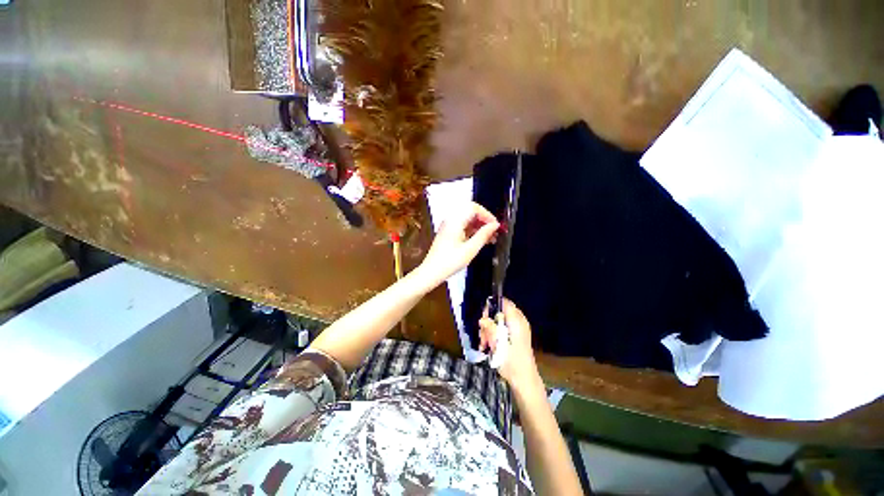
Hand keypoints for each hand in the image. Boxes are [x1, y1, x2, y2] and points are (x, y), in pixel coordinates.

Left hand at [418, 202, 499, 284]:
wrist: (431, 272)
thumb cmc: (450, 262)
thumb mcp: (470, 249)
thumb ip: (483, 235)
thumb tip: (494, 225)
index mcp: (455, 221)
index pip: (474, 208)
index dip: (487, 215)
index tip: (495, 225)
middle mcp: (450, 220)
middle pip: (471, 213)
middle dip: (484, 221)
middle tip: (495, 232)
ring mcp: (448, 226)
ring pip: (468, 220)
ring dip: (480, 227)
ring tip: (491, 238)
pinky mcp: (448, 233)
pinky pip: (463, 227)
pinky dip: (473, 231)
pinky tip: (481, 241)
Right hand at [479, 299, 540, 388]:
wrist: (524, 381)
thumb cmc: (512, 363)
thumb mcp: (498, 345)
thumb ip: (491, 329)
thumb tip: (483, 319)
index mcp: (517, 321)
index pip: (504, 302)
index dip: (492, 306)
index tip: (484, 317)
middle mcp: (519, 322)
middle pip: (500, 312)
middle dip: (488, 321)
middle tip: (483, 335)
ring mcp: (518, 329)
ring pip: (499, 321)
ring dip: (489, 330)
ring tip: (484, 344)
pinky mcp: (516, 337)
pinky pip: (502, 329)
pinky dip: (495, 335)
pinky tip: (489, 346)